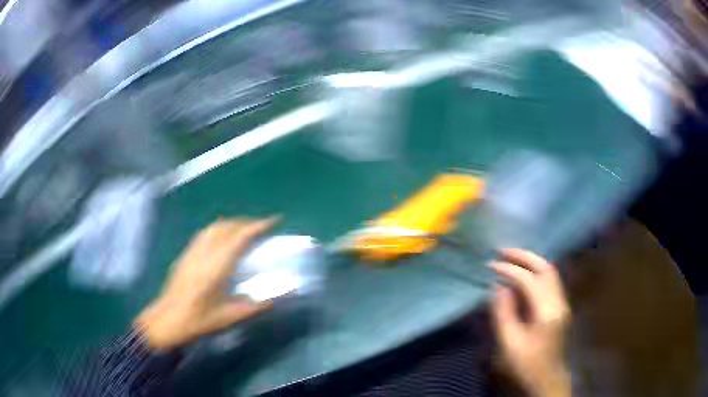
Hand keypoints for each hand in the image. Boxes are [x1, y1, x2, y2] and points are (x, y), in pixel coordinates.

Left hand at [135, 217, 277, 350]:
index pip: (239, 238)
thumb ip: (252, 308)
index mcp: (216, 268)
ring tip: (245, 230)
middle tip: (263, 227)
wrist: (168, 320)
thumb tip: (273, 300)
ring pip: (214, 227)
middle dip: (247, 222)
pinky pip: (206, 233)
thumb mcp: (228, 318)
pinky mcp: (186, 255)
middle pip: (227, 227)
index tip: (274, 220)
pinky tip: (223, 238)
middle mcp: (204, 254)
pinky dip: (219, 229)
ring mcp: (192, 252)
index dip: (257, 226)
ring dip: (232, 223)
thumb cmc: (198, 321)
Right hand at [490, 249, 571, 396]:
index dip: (510, 270)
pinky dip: (535, 271)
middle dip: (524, 256)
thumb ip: (503, 314)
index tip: (490, 265)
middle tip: (502, 251)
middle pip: (546, 268)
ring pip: (550, 272)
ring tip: (510, 257)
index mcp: (547, 312)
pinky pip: (550, 281)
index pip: (530, 281)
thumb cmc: (526, 365)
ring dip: (531, 261)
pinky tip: (522, 274)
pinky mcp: (560, 307)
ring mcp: (562, 303)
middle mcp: (559, 302)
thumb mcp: (509, 344)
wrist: (546, 378)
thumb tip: (498, 287)